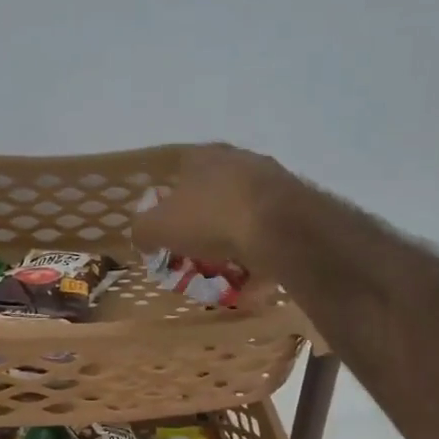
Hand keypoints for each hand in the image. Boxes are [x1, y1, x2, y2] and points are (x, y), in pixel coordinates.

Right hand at [132, 143, 287, 282]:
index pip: (180, 172)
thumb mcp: (159, 227)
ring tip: (226, 273)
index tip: (169, 231)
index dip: (170, 203)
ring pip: (243, 215)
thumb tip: (143, 238)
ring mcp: (272, 181)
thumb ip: (143, 230)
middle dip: (204, 225)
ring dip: (234, 242)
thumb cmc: (211, 218)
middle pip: (214, 194)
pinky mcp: (295, 207)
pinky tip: (252, 282)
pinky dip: (259, 257)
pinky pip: (269, 235)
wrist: (280, 227)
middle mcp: (239, 160)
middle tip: (196, 254)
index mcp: (204, 156)